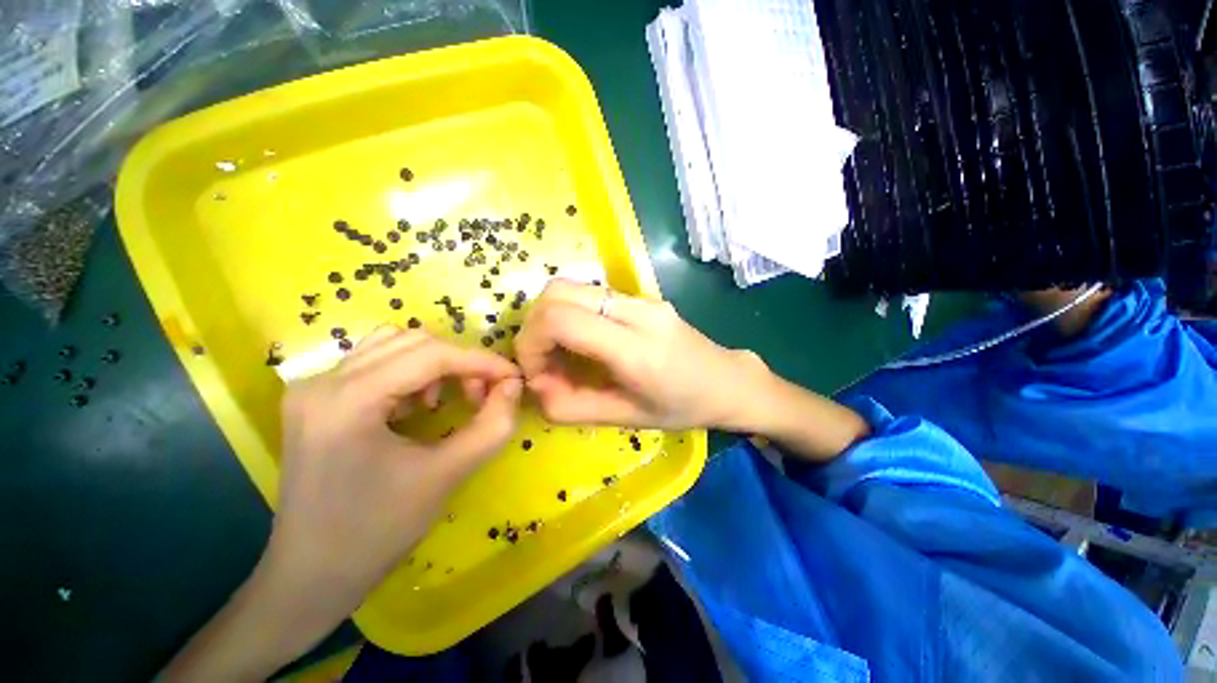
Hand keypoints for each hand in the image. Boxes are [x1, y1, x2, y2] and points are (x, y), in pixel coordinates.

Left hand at [163, 326, 520, 681]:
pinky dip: (411, 373)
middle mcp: (323, 381)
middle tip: (481, 395)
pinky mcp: (317, 399)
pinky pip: (376, 363)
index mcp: (347, 400)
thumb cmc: (376, 531)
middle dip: (459, 362)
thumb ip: (491, 426)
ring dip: (435, 364)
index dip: (481, 361)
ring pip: (394, 345)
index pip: (430, 355)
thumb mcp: (446, 476)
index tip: (514, 377)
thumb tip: (514, 386)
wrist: (311, 575)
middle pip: (412, 342)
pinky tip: (417, 406)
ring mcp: (314, 388)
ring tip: (447, 399)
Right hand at [514, 280, 759, 428]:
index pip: (559, 319)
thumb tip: (534, 385)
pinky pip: (589, 295)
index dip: (531, 344)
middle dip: (534, 327)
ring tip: (561, 355)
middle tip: (543, 362)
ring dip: (550, 319)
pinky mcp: (640, 296)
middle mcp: (636, 310)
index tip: (536, 373)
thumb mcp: (624, 418)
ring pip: (570, 287)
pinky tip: (582, 344)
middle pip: (557, 290)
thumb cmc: (681, 408)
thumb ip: (570, 406)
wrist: (727, 381)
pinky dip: (570, 315)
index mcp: (635, 347)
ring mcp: (640, 297)